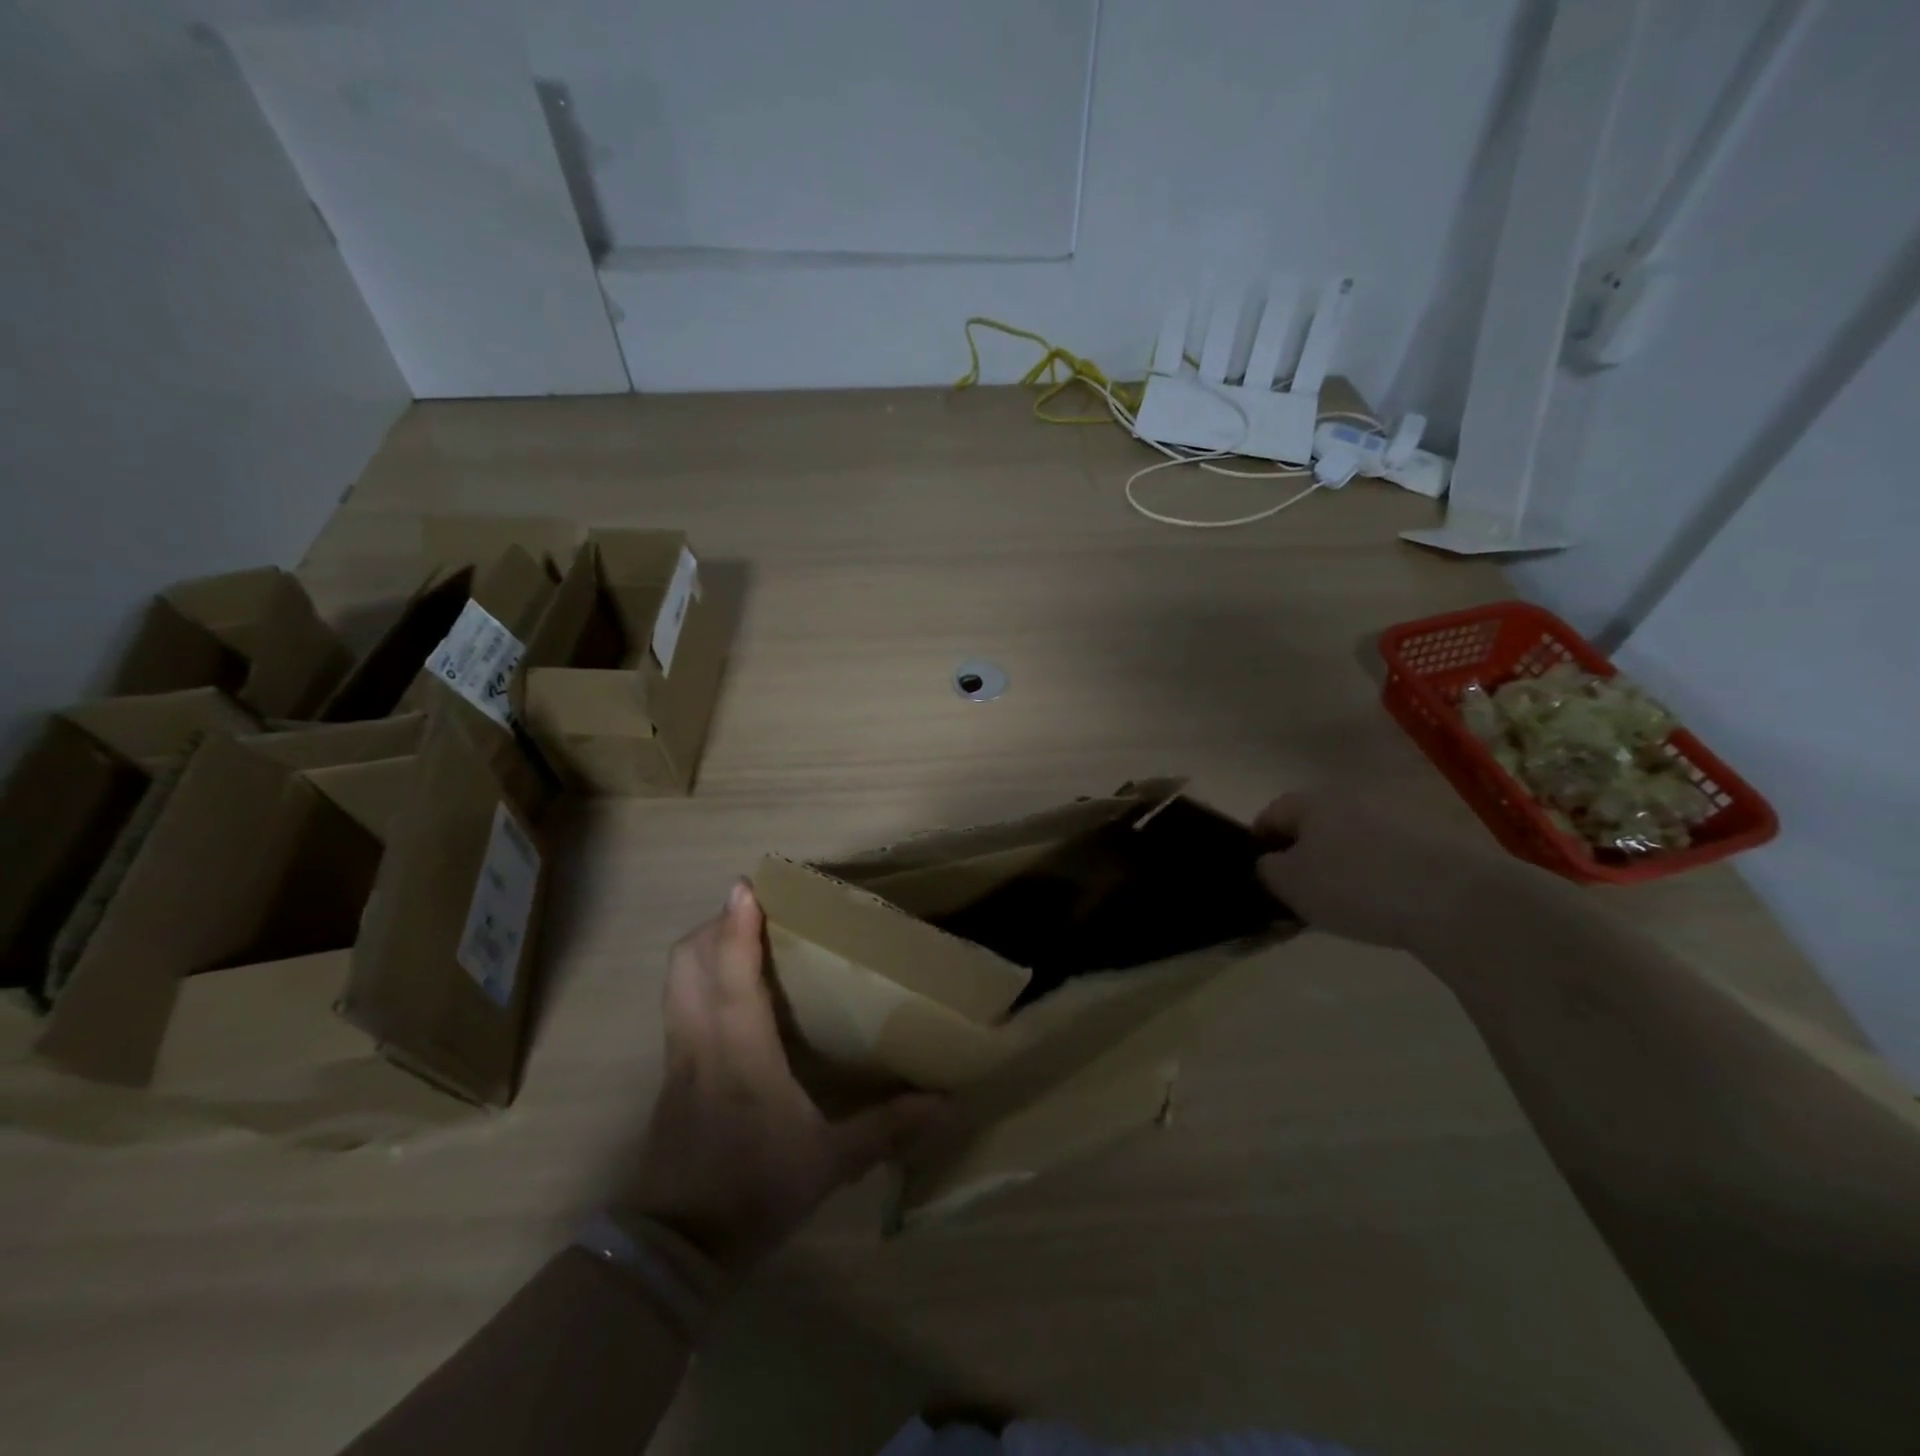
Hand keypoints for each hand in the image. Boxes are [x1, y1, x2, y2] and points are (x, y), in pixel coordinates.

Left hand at [619, 882, 943, 1274]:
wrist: (675, 1251)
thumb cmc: (752, 1193)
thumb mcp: (829, 1163)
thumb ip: (887, 1128)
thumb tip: (946, 1103)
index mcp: (740, 1052)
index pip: (731, 974)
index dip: (735, 926)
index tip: (745, 885)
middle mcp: (702, 1042)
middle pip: (688, 962)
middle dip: (716, 924)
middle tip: (755, 910)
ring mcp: (679, 1056)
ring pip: (676, 980)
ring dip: (703, 947)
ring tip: (742, 939)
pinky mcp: (670, 1073)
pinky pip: (678, 1005)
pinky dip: (699, 978)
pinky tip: (732, 995)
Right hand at [1255, 790, 1496, 949]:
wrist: (1458, 899)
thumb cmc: (1356, 886)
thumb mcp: (1291, 885)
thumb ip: (1267, 871)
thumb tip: (1269, 865)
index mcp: (1312, 801)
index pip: (1270, 815)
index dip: (1258, 846)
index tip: (1262, 879)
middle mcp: (1351, 796)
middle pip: (1313, 824)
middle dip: (1303, 855)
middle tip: (1301, 894)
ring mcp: (1396, 813)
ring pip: (1351, 838)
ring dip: (1342, 863)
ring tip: (1346, 904)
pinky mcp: (1433, 837)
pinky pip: (1388, 852)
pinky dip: (1378, 872)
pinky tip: (1386, 903)